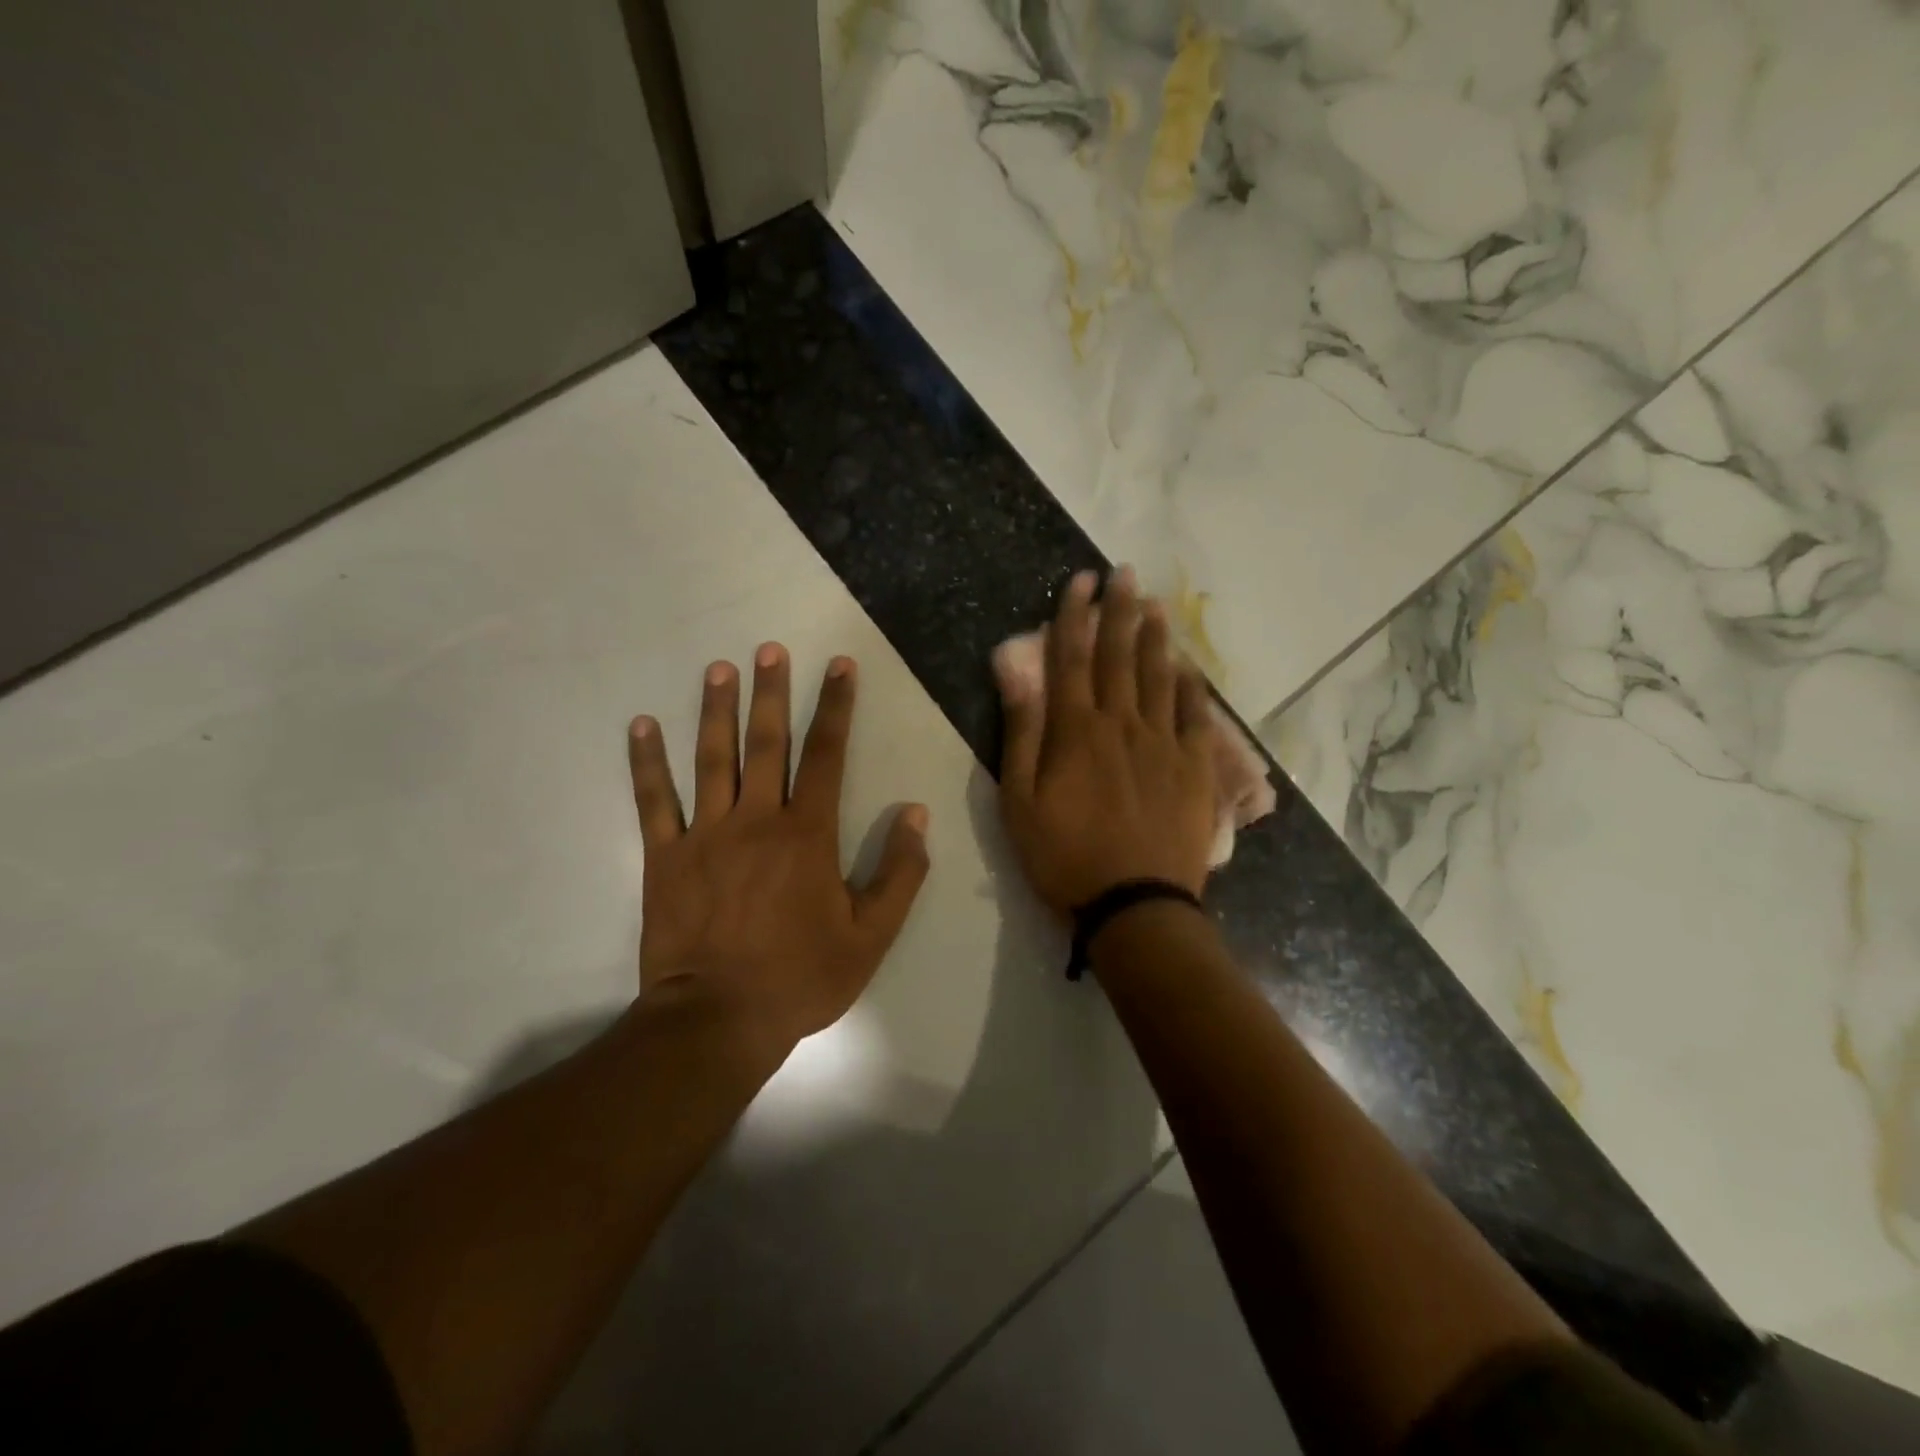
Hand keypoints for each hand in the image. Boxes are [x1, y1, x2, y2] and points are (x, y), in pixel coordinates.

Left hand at [626, 645, 930, 1050]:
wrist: (718, 1020)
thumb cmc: (800, 977)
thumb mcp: (871, 935)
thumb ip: (899, 872)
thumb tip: (915, 814)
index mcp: (808, 835)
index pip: (827, 755)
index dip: (836, 707)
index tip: (839, 665)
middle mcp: (757, 820)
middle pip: (767, 743)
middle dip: (772, 692)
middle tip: (770, 649)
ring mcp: (705, 834)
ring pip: (712, 759)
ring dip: (716, 710)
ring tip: (719, 669)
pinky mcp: (665, 856)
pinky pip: (654, 800)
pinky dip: (647, 762)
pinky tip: (642, 726)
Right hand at [996, 569, 1218, 915]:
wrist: (1134, 904)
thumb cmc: (1064, 856)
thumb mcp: (1019, 800)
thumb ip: (1020, 731)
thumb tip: (1014, 670)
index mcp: (1076, 731)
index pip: (1073, 658)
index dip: (1074, 616)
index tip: (1080, 581)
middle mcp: (1122, 724)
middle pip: (1120, 656)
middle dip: (1120, 611)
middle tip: (1126, 573)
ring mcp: (1164, 743)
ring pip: (1159, 677)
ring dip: (1156, 638)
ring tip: (1156, 606)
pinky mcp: (1194, 768)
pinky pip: (1195, 715)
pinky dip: (1190, 686)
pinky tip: (1188, 667)